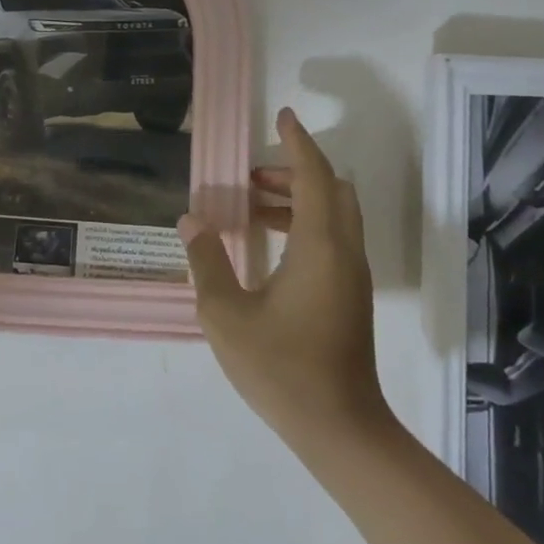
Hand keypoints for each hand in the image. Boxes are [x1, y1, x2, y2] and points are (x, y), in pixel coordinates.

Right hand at [180, 107, 394, 449]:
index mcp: (319, 247)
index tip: (283, 116)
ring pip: (334, 216)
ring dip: (299, 199)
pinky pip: (333, 239)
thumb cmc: (280, 367)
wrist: (338, 427)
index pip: (315, 177)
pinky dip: (305, 225)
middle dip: (296, 171)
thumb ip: (206, 261)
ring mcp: (352, 276)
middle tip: (252, 175)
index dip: (299, 142)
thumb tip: (191, 220)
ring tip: (252, 206)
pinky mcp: (351, 296)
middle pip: (332, 190)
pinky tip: (269, 247)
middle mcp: (344, 252)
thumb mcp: (225, 313)